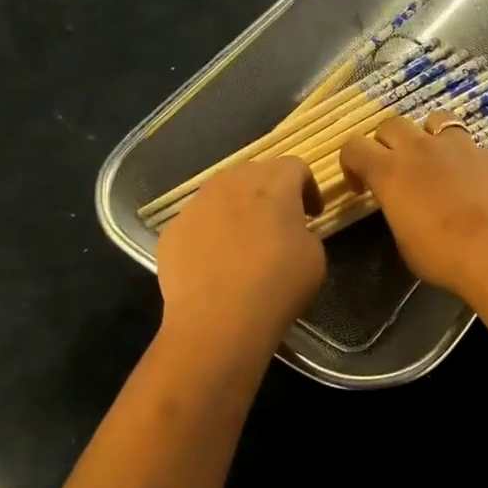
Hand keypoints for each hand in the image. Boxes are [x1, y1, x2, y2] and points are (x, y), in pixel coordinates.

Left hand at [156, 158, 325, 344]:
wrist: (218, 321)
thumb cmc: (277, 285)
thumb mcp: (314, 256)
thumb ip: (304, 230)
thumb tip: (291, 230)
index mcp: (273, 183)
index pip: (294, 166)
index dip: (308, 187)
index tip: (313, 214)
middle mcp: (231, 182)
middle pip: (254, 172)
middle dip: (270, 191)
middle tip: (280, 222)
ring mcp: (196, 205)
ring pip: (221, 193)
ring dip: (237, 208)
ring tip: (244, 240)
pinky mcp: (173, 230)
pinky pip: (198, 221)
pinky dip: (211, 232)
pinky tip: (216, 261)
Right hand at [339, 111, 487, 299]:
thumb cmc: (445, 257)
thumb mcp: (405, 242)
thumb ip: (399, 212)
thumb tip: (406, 205)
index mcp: (391, 172)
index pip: (354, 147)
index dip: (352, 163)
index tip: (361, 186)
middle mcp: (422, 149)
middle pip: (392, 124)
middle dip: (388, 143)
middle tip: (397, 170)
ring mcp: (463, 147)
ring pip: (437, 120)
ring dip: (430, 137)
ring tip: (439, 163)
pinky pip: (477, 151)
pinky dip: (472, 165)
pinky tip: (482, 190)